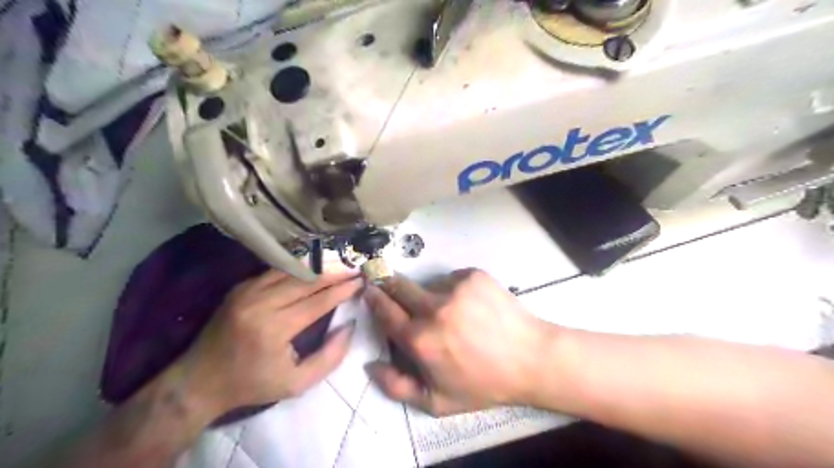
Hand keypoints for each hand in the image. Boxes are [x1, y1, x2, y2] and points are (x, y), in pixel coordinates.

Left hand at [175, 267, 361, 419]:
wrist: (198, 382)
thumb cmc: (252, 385)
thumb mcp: (297, 384)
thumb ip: (329, 357)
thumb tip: (349, 326)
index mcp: (274, 329)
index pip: (318, 301)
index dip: (342, 290)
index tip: (361, 281)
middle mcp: (260, 304)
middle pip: (306, 280)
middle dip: (334, 273)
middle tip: (354, 268)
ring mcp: (246, 292)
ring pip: (290, 270)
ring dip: (317, 267)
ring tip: (337, 265)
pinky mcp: (239, 288)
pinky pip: (274, 271)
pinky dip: (296, 268)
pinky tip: (311, 269)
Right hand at [366, 268, 551, 414]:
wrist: (530, 358)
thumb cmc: (483, 383)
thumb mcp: (437, 401)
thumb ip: (396, 386)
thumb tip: (370, 364)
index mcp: (420, 340)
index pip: (385, 310)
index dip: (375, 298)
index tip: (370, 290)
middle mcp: (433, 308)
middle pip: (398, 286)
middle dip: (391, 286)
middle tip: (395, 289)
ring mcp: (455, 287)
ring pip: (428, 284)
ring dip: (430, 294)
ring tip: (453, 312)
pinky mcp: (473, 275)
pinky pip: (451, 278)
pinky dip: (454, 289)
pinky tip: (470, 305)